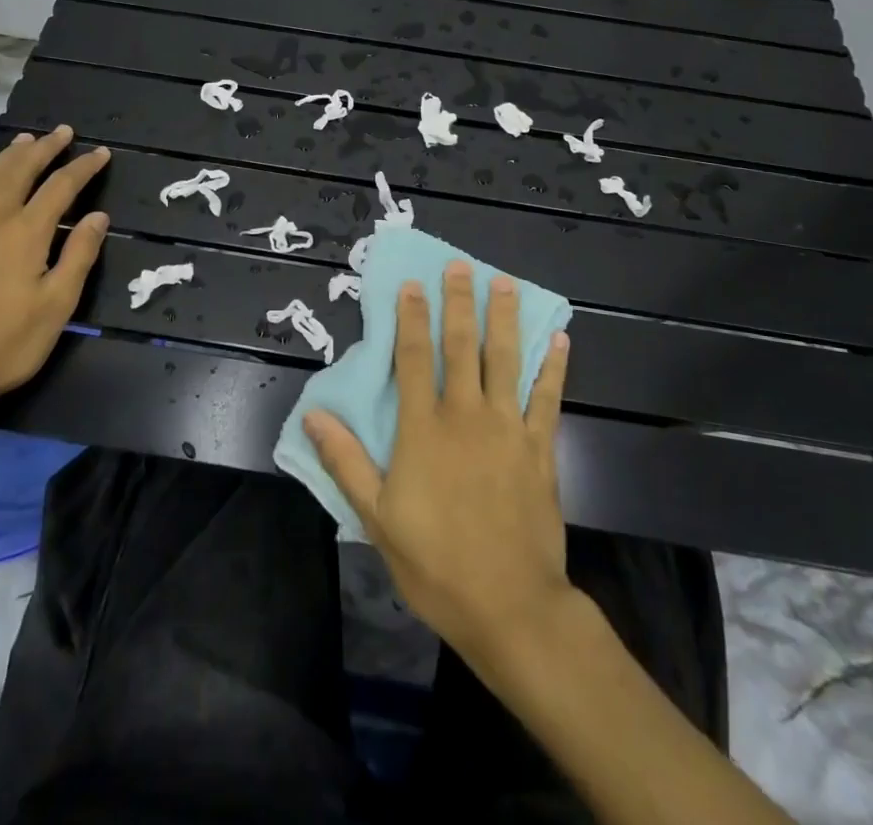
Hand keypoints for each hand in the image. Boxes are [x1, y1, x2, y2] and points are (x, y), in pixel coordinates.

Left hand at [0, 126, 110, 425]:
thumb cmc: (7, 343)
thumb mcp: (57, 305)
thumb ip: (79, 255)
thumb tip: (98, 216)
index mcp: (25, 233)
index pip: (61, 187)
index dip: (83, 167)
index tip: (100, 154)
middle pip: (20, 171)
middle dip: (44, 148)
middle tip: (63, 132)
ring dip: (9, 156)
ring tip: (25, 140)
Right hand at [305, 262, 572, 663]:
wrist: (510, 606)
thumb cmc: (435, 563)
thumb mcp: (377, 517)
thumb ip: (346, 461)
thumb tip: (313, 415)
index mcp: (424, 429)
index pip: (414, 359)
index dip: (411, 318)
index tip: (412, 284)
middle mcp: (466, 416)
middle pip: (461, 347)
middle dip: (459, 302)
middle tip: (461, 265)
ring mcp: (508, 429)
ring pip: (505, 361)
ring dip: (505, 319)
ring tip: (505, 282)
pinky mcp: (539, 449)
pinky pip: (548, 399)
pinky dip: (553, 369)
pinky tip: (559, 341)